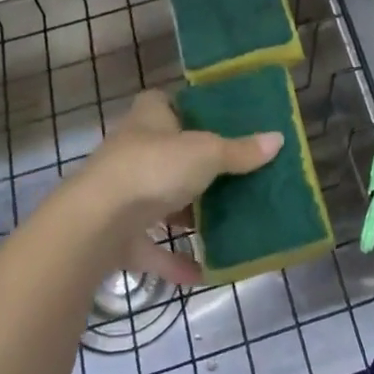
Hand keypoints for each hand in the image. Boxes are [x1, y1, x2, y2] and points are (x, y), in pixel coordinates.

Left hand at [65, 89, 282, 284]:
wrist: (95, 224)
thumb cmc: (153, 169)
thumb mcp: (206, 153)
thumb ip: (240, 151)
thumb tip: (278, 139)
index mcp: (148, 120)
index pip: (161, 101)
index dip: (184, 106)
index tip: (213, 117)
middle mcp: (131, 152)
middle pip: (166, 152)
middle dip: (193, 164)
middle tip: (232, 171)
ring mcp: (122, 195)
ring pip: (158, 199)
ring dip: (185, 212)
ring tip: (224, 219)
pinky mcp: (118, 235)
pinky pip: (152, 247)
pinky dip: (176, 260)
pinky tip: (205, 271)